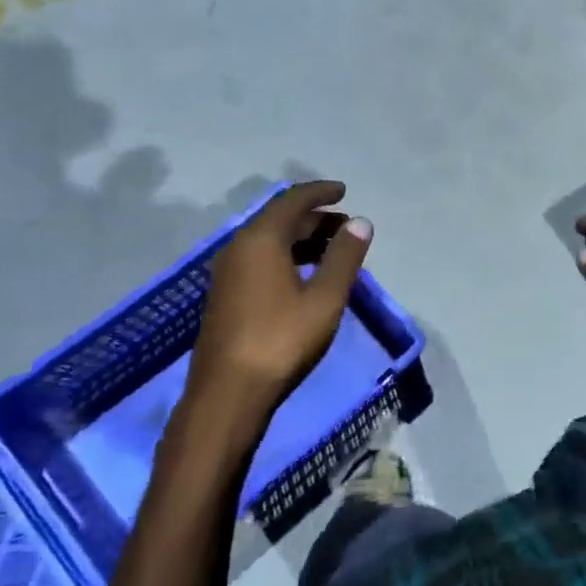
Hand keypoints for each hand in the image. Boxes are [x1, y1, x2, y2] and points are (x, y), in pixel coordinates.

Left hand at [176, 181, 372, 460]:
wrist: (228, 395)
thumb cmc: (281, 341)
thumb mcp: (324, 298)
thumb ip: (344, 257)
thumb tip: (360, 222)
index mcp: (260, 240)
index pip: (292, 201)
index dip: (320, 192)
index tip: (344, 191)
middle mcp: (238, 248)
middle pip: (279, 220)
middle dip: (315, 218)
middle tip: (347, 227)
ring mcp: (227, 273)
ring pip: (268, 241)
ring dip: (301, 239)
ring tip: (333, 250)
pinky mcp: (225, 296)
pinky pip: (259, 259)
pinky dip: (286, 256)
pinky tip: (305, 276)